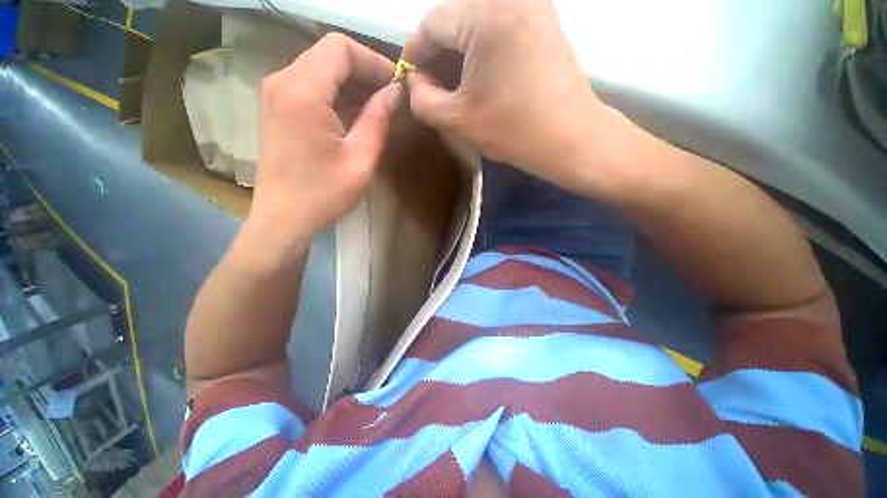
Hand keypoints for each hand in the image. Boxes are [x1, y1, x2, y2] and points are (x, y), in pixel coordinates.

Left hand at [248, 33, 399, 253]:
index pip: (340, 48)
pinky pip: (310, 87)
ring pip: (319, 69)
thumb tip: (394, 92)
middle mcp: (282, 81)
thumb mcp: (361, 160)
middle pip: (328, 55)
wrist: (284, 218)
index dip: (373, 61)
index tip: (394, 85)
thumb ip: (378, 120)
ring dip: (351, 84)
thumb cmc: (324, 194)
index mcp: (302, 91)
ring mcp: (275, 94)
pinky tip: (353, 117)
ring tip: (376, 109)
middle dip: (364, 72)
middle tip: (390, 98)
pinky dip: (335, 95)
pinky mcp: (276, 108)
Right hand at [403, 0, 615, 192]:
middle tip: (428, 85)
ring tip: (450, 84)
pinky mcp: (544, 22)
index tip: (408, 78)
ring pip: (477, 23)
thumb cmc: (513, 131)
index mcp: (486, 14)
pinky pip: (500, 27)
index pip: (433, 23)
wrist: (570, 139)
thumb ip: (423, 99)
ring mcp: (533, 6)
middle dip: (436, 53)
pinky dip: (481, 49)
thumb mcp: (458, 120)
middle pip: (456, 19)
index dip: (414, 52)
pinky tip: (477, 76)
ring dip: (458, 52)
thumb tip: (413, 83)